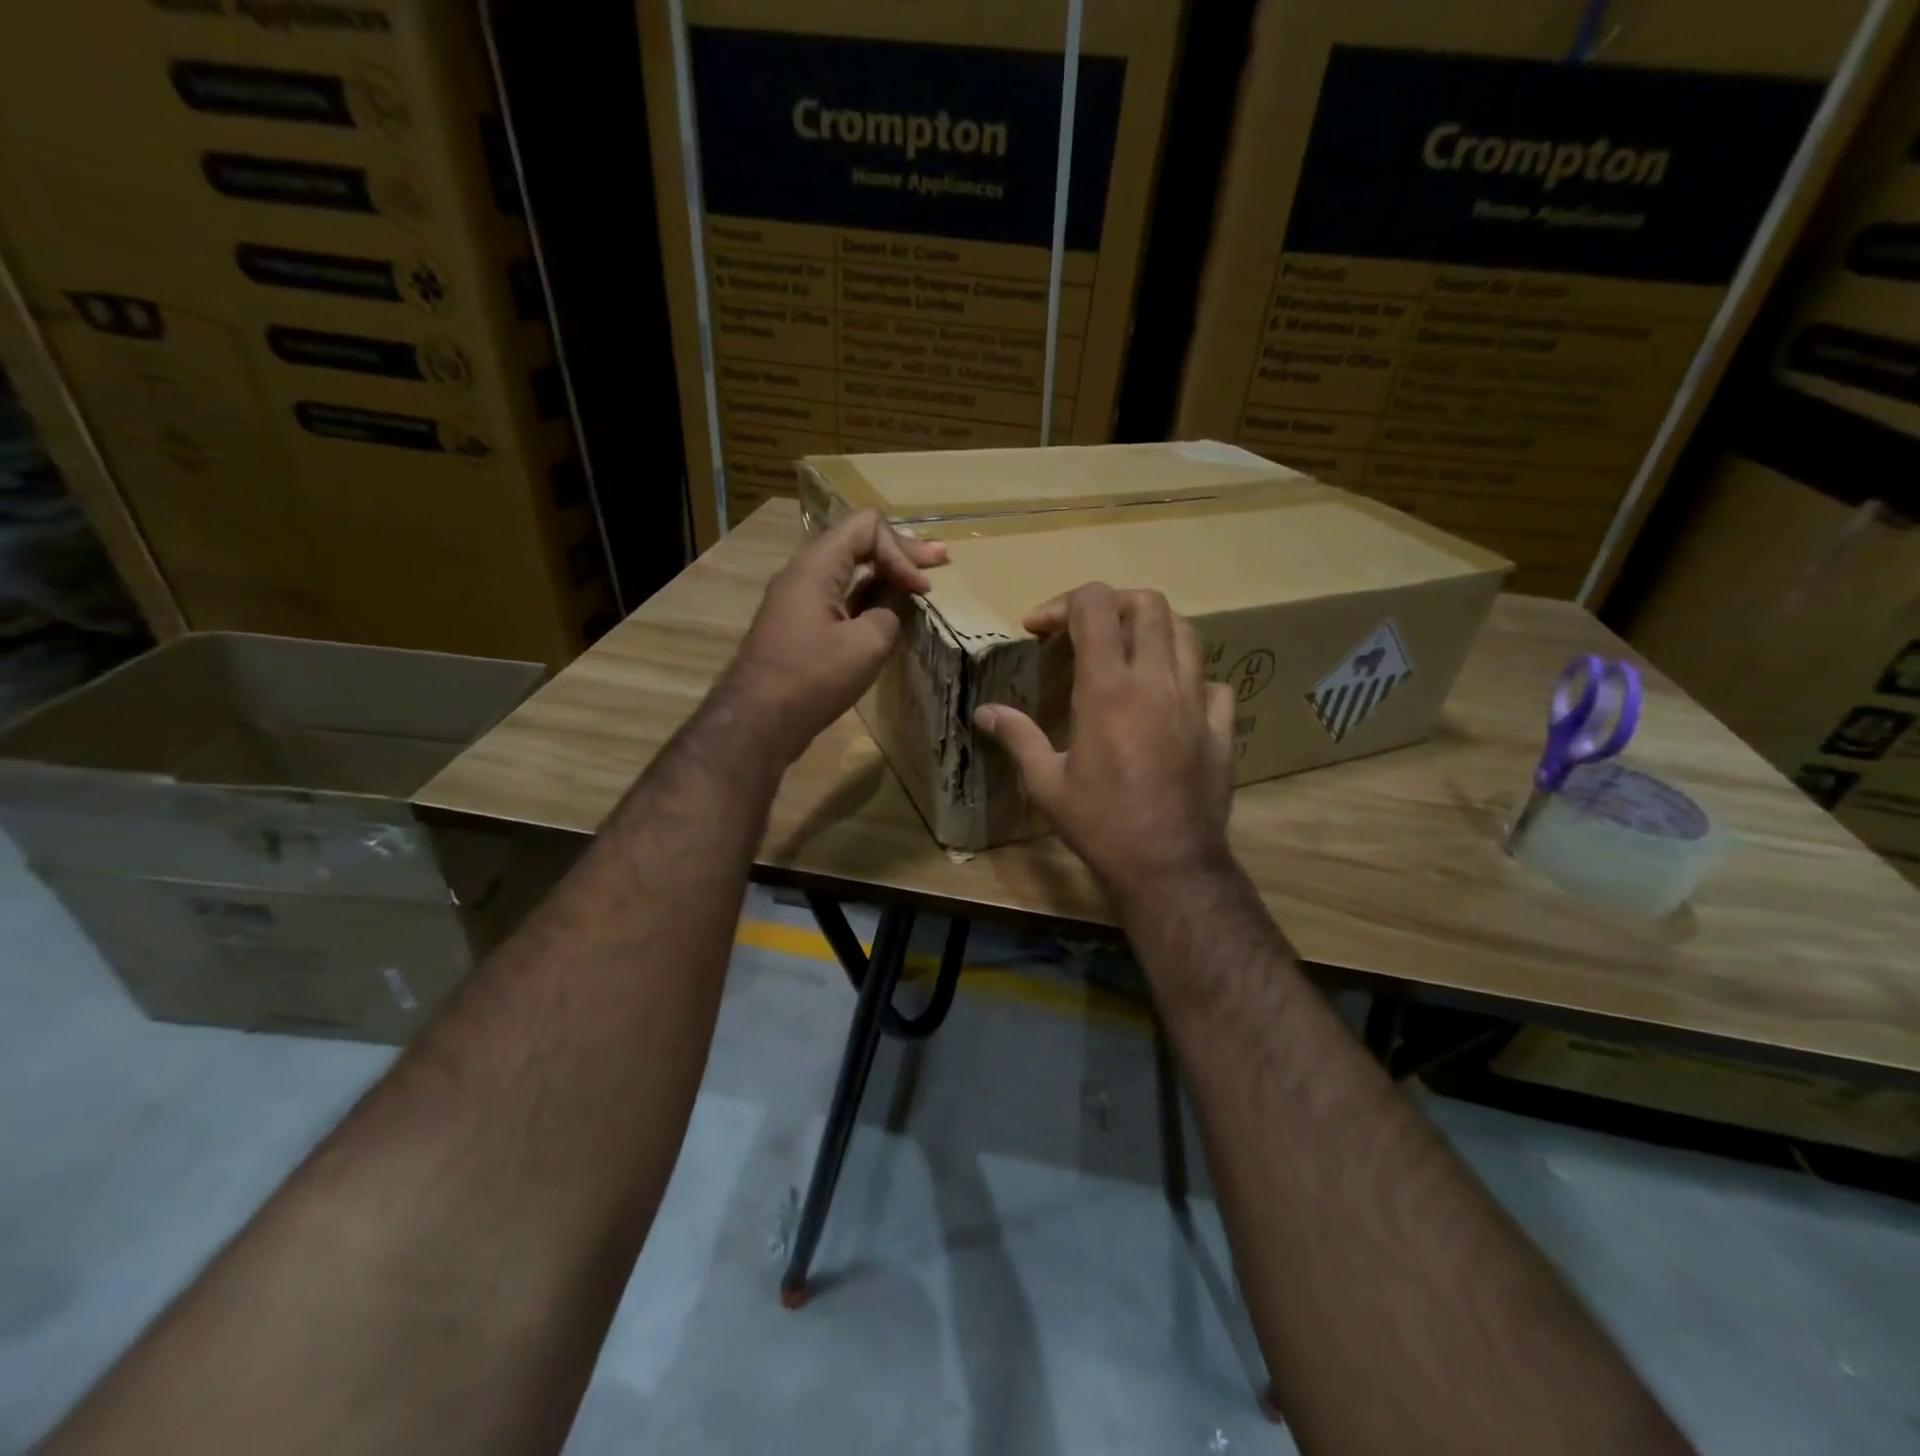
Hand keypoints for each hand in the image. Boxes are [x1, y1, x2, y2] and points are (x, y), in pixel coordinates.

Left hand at [721, 508, 946, 762]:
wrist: (758, 721)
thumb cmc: (812, 678)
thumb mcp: (867, 644)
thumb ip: (890, 614)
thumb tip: (890, 610)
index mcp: (817, 566)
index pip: (867, 527)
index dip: (901, 550)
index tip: (921, 590)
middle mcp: (805, 574)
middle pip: (857, 543)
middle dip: (900, 552)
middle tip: (940, 558)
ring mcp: (800, 601)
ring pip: (849, 572)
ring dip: (886, 576)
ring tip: (919, 582)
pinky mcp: (801, 627)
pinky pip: (840, 598)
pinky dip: (869, 599)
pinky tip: (890, 611)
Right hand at [973, 583, 1236, 899]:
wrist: (1169, 865)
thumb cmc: (1100, 824)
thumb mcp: (1047, 784)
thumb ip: (1017, 737)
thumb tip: (984, 712)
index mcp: (1108, 688)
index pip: (1094, 605)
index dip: (1062, 603)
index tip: (1039, 628)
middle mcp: (1156, 680)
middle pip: (1148, 603)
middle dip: (1111, 603)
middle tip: (1085, 630)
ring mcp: (1196, 700)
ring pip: (1186, 631)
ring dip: (1153, 629)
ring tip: (1127, 653)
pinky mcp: (1222, 726)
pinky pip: (1211, 680)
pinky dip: (1187, 676)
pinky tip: (1169, 699)